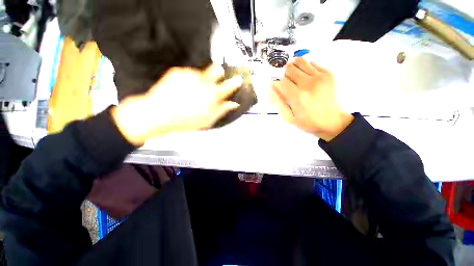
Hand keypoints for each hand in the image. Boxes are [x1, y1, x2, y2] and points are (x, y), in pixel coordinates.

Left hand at [111, 65, 242, 144]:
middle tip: (216, 80)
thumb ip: (222, 110)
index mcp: (212, 95)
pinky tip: (184, 89)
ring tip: (194, 91)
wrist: (158, 114)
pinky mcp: (179, 72)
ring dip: (202, 80)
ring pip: (202, 73)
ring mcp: (190, 75)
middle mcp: (203, 82)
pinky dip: (190, 79)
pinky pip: (189, 73)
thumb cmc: (184, 120)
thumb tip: (232, 104)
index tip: (237, 80)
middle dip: (219, 74)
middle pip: (217, 70)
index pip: (229, 85)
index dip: (235, 82)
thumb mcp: (208, 120)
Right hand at [270, 58, 352, 140]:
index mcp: (298, 96)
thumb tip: (271, 88)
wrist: (331, 121)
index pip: (280, 81)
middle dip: (283, 74)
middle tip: (285, 82)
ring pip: (299, 62)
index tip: (274, 84)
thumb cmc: (307, 122)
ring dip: (293, 67)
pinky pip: (311, 63)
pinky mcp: (328, 74)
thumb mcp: (288, 118)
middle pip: (289, 68)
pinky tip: (304, 77)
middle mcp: (309, 83)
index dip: (275, 81)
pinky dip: (304, 67)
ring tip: (293, 77)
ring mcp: (320, 77)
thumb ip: (278, 103)